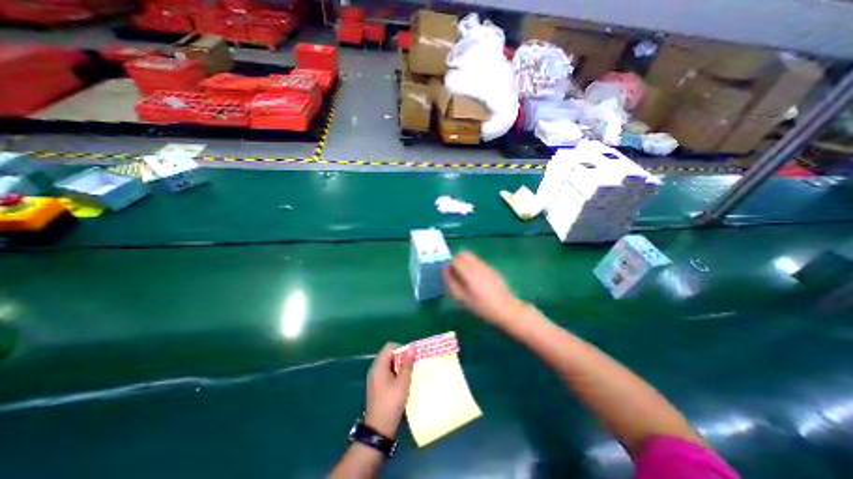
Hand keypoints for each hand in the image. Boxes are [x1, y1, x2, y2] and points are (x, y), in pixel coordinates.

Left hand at [363, 343, 412, 438]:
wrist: (378, 429)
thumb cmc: (391, 403)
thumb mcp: (402, 383)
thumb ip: (407, 364)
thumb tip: (412, 348)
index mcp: (379, 366)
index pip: (389, 346)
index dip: (401, 347)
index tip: (410, 356)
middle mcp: (374, 369)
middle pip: (387, 354)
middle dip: (400, 356)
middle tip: (411, 364)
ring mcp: (374, 377)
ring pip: (387, 363)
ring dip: (398, 364)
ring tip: (408, 373)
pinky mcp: (375, 385)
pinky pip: (385, 371)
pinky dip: (394, 372)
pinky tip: (401, 381)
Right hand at [443, 250, 524, 324]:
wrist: (506, 308)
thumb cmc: (482, 306)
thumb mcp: (462, 298)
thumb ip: (450, 282)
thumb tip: (444, 270)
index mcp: (469, 271)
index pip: (455, 259)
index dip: (450, 266)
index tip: (450, 276)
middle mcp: (477, 264)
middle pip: (463, 253)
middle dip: (457, 261)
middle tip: (456, 275)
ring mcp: (486, 265)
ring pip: (471, 257)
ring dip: (465, 263)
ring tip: (465, 279)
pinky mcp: (491, 269)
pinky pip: (478, 262)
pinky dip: (472, 266)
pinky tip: (476, 281)